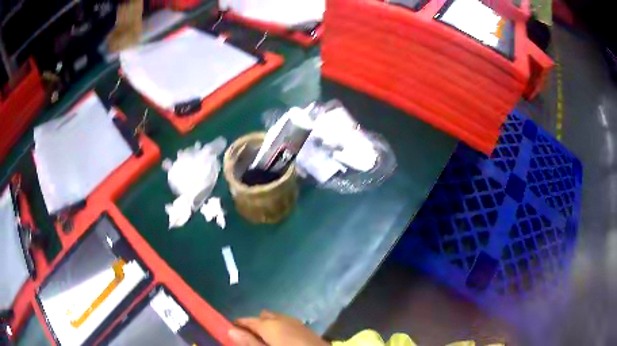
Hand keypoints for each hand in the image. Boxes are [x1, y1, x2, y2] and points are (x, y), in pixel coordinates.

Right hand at [229, 310, 328, 345]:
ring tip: (264, 340)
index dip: (238, 325)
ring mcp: (297, 323)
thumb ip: (249, 342)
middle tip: (248, 338)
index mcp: (271, 324)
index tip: (230, 332)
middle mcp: (283, 319)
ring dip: (268, 327)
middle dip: (254, 325)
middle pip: (263, 317)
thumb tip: (231, 330)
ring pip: (276, 319)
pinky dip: (280, 329)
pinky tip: (281, 341)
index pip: (247, 320)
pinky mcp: (307, 329)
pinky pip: (288, 324)